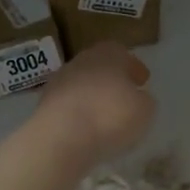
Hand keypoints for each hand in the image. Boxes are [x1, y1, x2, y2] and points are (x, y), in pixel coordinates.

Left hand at [33, 42, 155, 168]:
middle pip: (99, 67)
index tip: (142, 81)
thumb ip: (144, 100)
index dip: (133, 67)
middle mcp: (81, 61)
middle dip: (112, 80)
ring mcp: (59, 82)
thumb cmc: (110, 115)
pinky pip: (69, 105)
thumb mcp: (144, 109)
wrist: (61, 135)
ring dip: (93, 98)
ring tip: (105, 117)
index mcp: (108, 54)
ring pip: (82, 85)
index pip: (122, 53)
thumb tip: (138, 99)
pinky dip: (78, 113)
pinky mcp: (44, 104)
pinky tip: (87, 129)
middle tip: (124, 96)